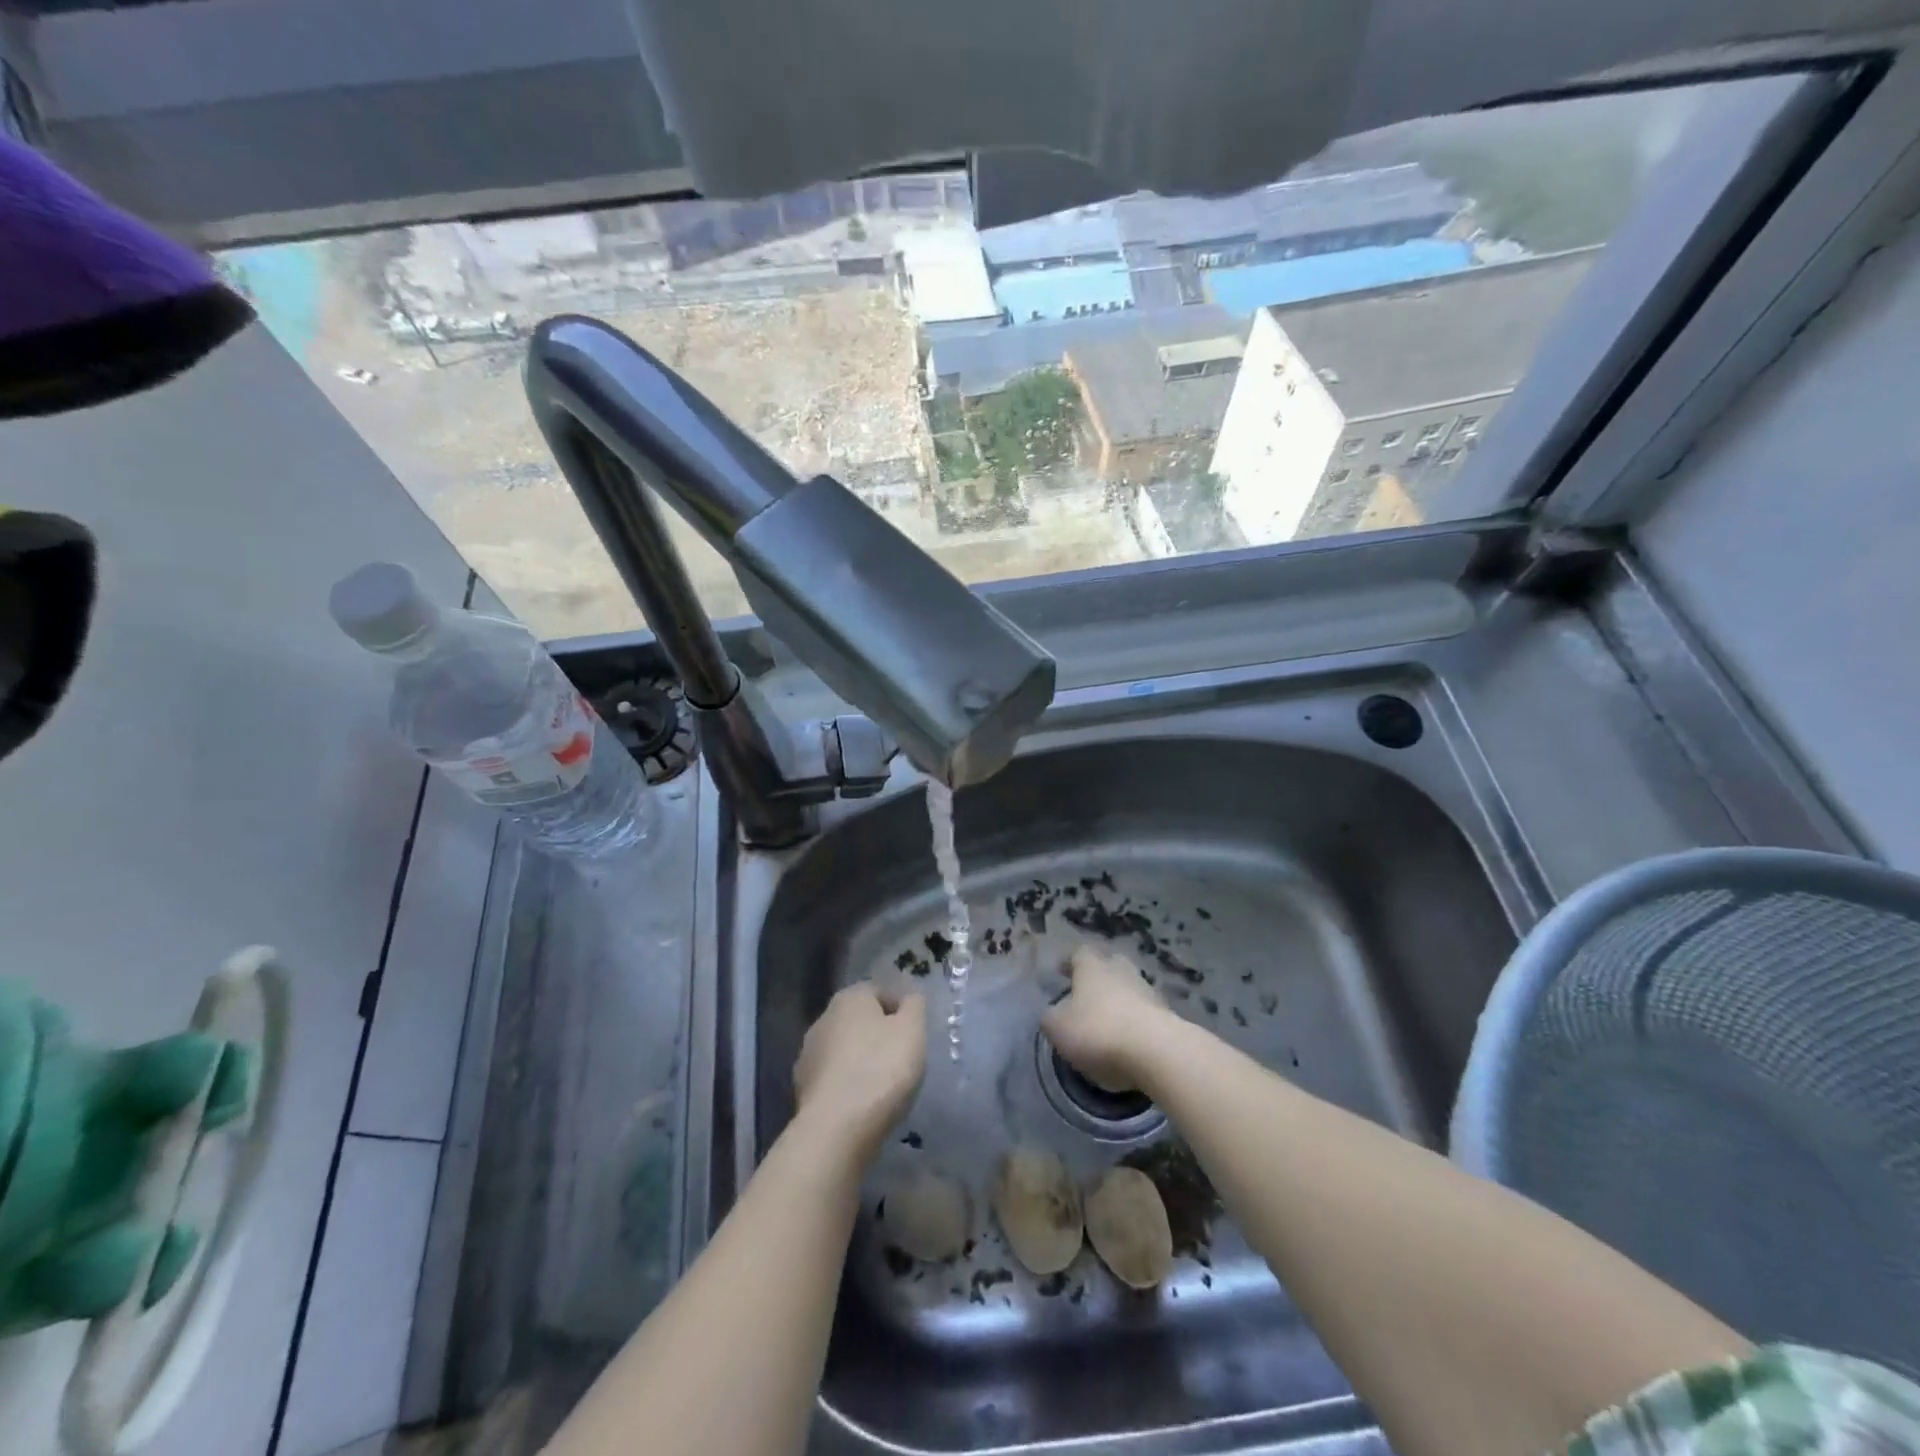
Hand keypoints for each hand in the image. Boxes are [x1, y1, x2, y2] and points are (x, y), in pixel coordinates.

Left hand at [793, 981, 926, 1157]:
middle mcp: (823, 1019)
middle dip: (878, 1034)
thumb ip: (914, 1006)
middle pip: (858, 1020)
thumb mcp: (912, 1031)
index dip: (899, 1008)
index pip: (878, 991)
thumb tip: (909, 997)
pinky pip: (833, 1078)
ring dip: (860, 1060)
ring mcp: (808, 1054)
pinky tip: (862, 1104)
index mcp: (850, 998)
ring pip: (843, 1049)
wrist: (836, 1129)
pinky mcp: (803, 1088)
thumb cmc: (881, 1069)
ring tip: (883, 1085)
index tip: (914, 1033)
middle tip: (902, 1058)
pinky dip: (847, 1085)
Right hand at [1042, 944, 1175, 1093]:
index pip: (1079, 953)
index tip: (1061, 972)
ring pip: (1130, 988)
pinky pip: (1145, 1013)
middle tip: (1088, 993)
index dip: (1069, 962)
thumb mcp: (1058, 1027)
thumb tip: (1054, 1014)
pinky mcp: (1167, 1017)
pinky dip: (1135, 1022)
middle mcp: (1122, 971)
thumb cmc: (1098, 1031)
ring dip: (1120, 1000)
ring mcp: (1148, 992)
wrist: (1156, 1052)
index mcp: (1092, 967)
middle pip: (1111, 964)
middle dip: (1099, 976)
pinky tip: (1128, 1041)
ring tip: (1108, 1022)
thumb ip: (1051, 1017)